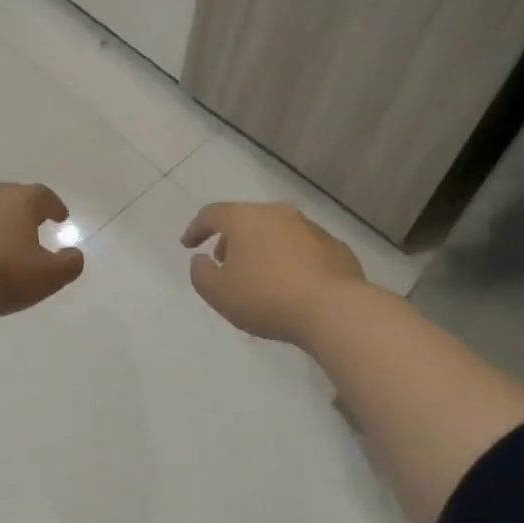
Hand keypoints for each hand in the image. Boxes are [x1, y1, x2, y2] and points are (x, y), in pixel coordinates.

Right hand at [180, 202, 367, 346]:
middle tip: (224, 261)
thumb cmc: (267, 298)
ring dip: (262, 247)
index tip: (188, 245)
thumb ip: (201, 274)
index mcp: (245, 218)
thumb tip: (200, 260)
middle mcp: (277, 213)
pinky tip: (292, 282)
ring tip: (259, 274)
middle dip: (231, 238)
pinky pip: (303, 247)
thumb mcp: (219, 293)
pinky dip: (290, 258)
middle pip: (246, 219)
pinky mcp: (335, 246)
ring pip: (276, 231)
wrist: (333, 309)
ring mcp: (310, 227)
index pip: (212, 214)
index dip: (196, 228)